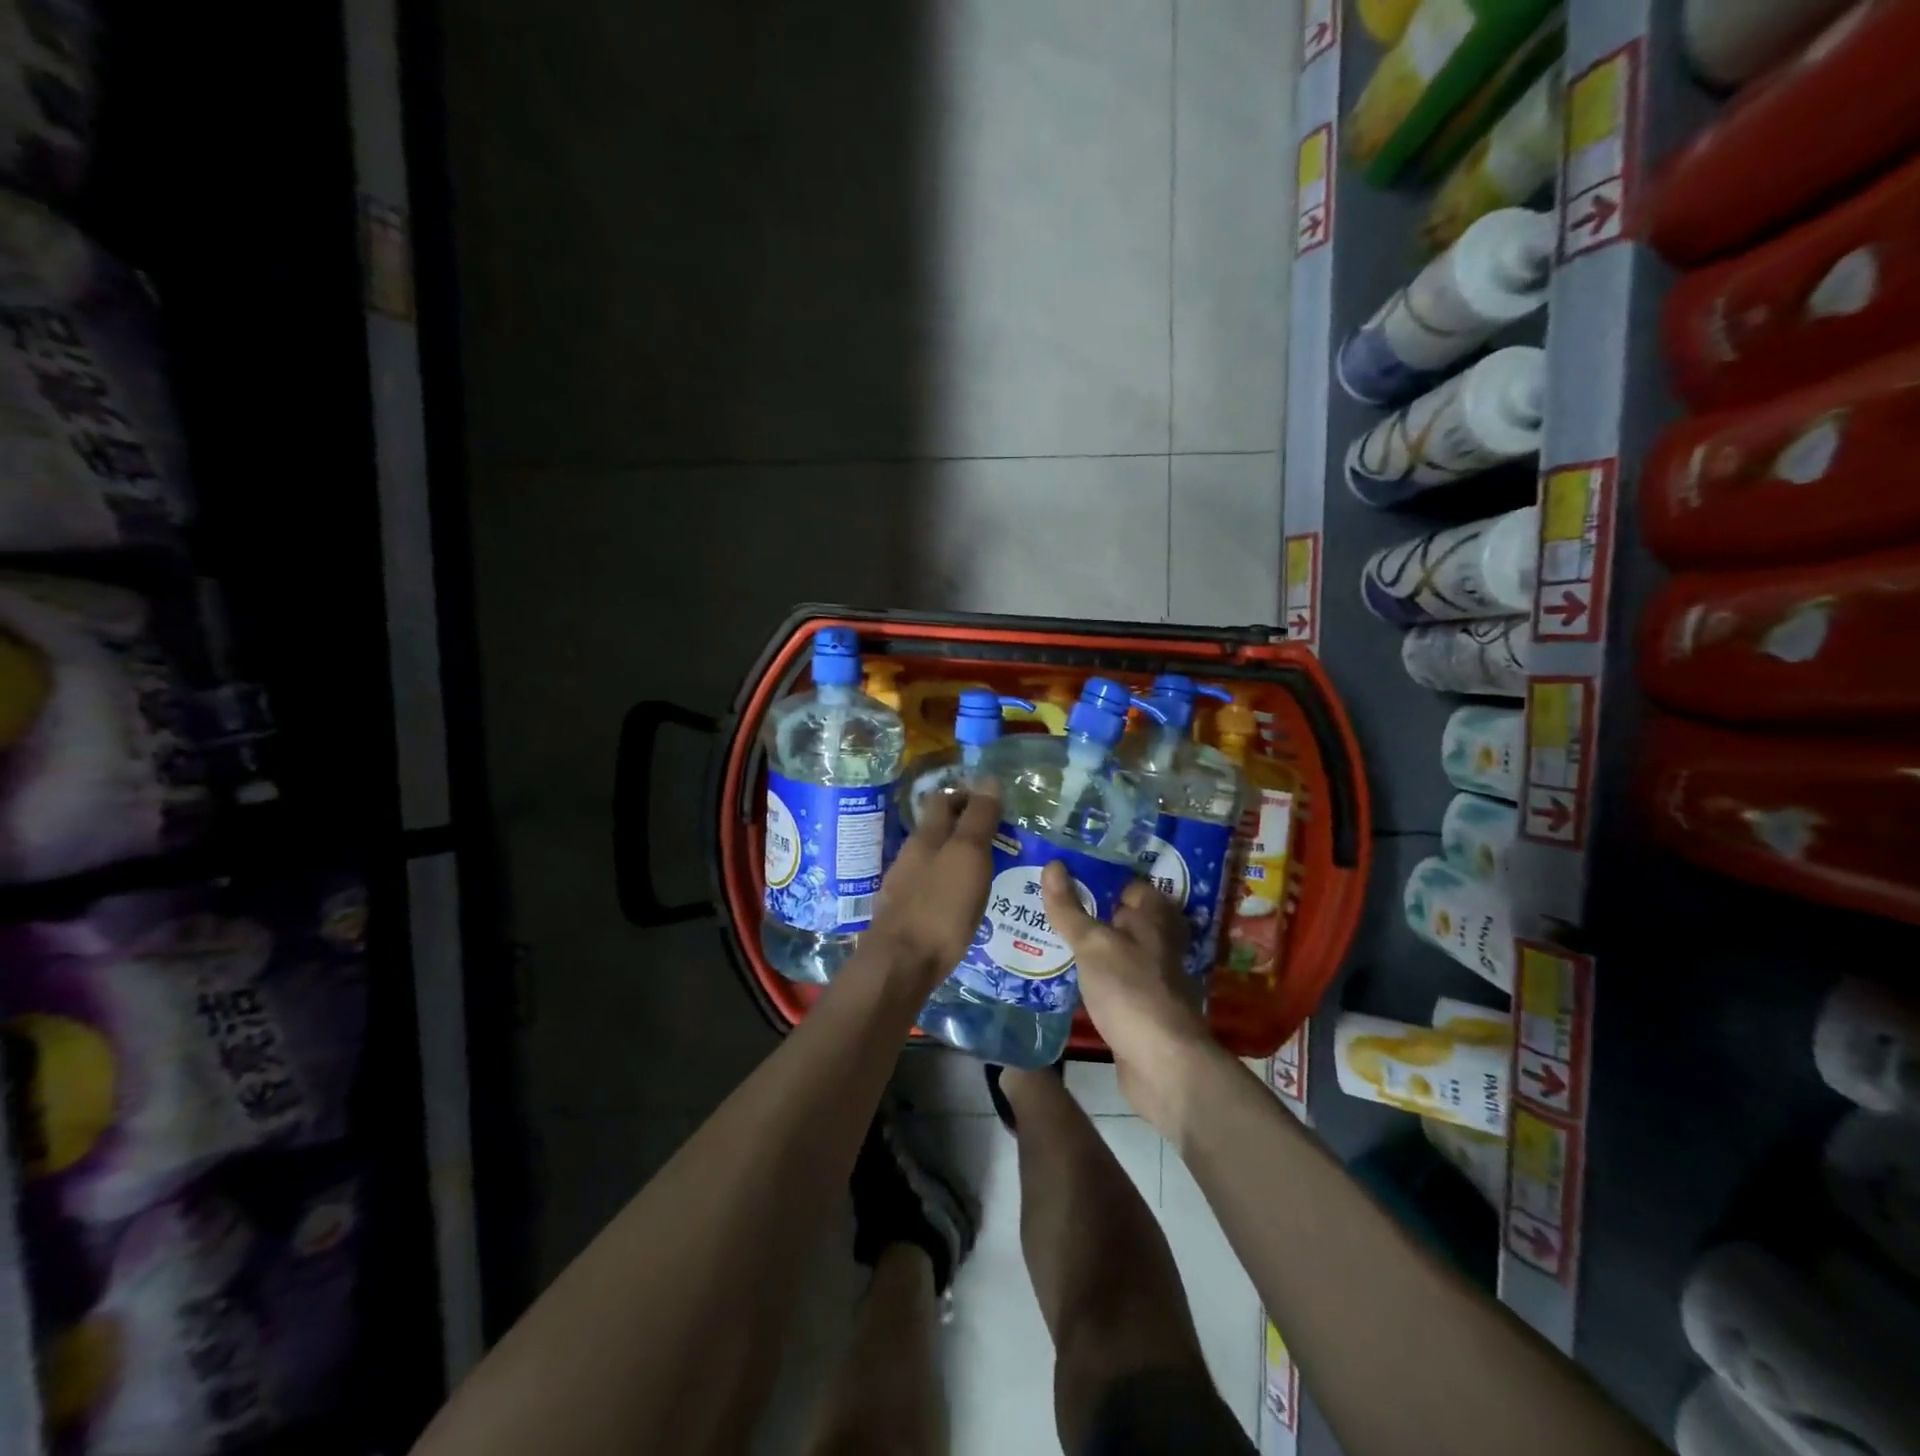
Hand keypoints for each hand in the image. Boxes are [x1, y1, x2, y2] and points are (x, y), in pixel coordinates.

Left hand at [865, 783, 1001, 994]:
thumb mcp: (967, 857)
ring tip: (986, 869)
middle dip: (962, 826)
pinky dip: (949, 885)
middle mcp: (911, 855)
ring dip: (956, 857)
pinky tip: (964, 901)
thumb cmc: (940, 906)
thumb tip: (988, 778)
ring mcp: (904, 886)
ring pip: (933, 859)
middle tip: (996, 836)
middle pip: (936, 829)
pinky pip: (931, 888)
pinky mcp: (906, 915)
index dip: (966, 795)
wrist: (901, 964)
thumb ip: (978, 819)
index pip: (944, 800)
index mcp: (926, 836)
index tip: (994, 804)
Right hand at [1040, 864, 1214, 1130]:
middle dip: (1083, 907)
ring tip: (1039, 928)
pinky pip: (1107, 976)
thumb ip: (1070, 908)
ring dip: (1082, 941)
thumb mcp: (1093, 944)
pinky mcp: (1136, 1003)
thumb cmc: (1130, 991)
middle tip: (1039, 897)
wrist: (1162, 1064)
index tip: (1058, 869)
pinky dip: (1087, 971)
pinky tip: (1057, 969)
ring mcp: (1148, 973)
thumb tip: (1052, 864)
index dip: (1094, 873)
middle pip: (1116, 913)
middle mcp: (1155, 939)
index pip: (1124, 881)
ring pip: (1110, 946)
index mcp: (1154, 915)